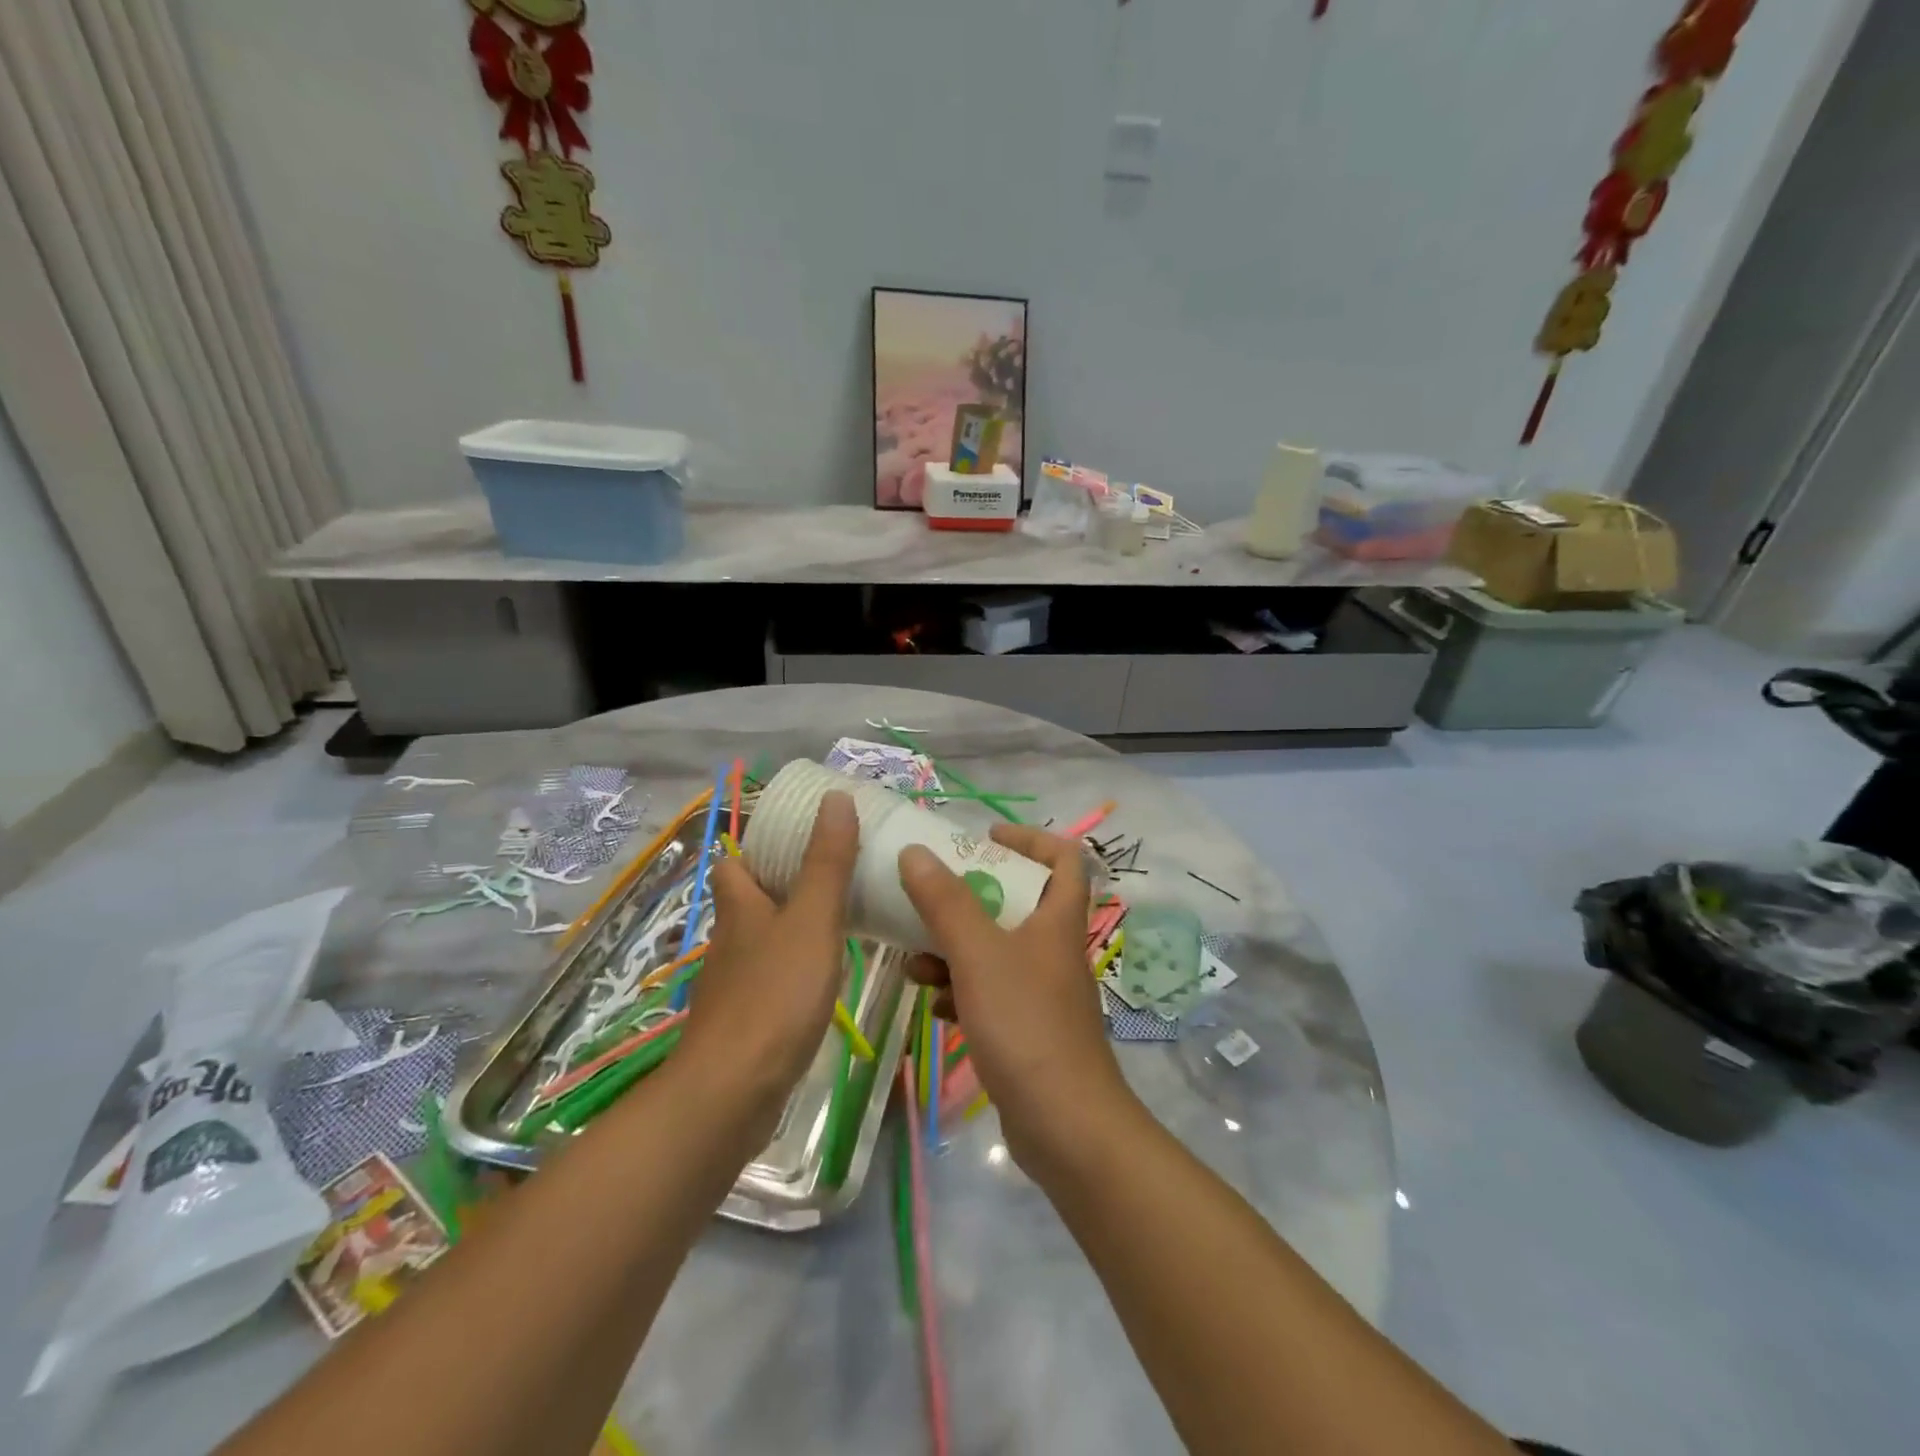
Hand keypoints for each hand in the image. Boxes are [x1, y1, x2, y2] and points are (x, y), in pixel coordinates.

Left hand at [677, 792, 858, 1132]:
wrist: (733, 1092)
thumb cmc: (774, 995)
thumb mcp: (811, 920)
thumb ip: (827, 862)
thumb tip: (836, 798)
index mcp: (739, 907)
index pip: (733, 863)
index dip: (755, 847)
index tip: (797, 838)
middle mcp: (730, 940)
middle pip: (748, 901)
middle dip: (782, 885)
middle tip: (834, 875)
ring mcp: (733, 984)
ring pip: (761, 941)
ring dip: (791, 928)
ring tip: (840, 919)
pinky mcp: (744, 1022)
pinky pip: (771, 979)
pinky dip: (794, 969)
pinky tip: (823, 978)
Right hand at [897, 824, 1129, 1166]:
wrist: (1065, 1126)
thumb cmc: (1026, 1024)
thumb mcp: (979, 955)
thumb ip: (946, 902)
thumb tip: (915, 852)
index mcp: (1057, 920)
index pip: (1063, 858)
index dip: (1029, 838)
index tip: (984, 838)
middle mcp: (1053, 949)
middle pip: (1017, 902)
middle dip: (970, 897)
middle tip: (930, 895)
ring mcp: (1041, 991)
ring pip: (995, 951)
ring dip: (955, 949)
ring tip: (915, 961)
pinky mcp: (1026, 1028)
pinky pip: (989, 993)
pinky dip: (961, 991)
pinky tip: (933, 1005)